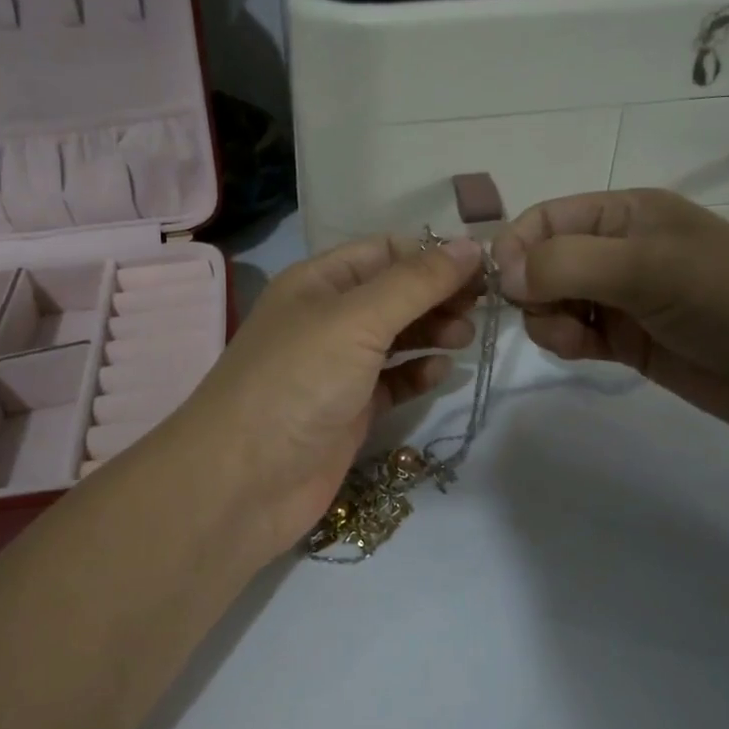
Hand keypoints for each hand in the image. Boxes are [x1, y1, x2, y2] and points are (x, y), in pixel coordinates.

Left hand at [161, 236, 484, 561]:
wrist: (244, 481)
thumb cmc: (297, 381)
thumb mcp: (357, 319)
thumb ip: (416, 283)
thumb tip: (470, 247)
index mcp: (320, 282)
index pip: (385, 251)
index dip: (432, 254)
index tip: (483, 267)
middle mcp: (327, 319)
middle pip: (395, 294)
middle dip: (438, 294)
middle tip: (484, 305)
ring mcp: (338, 367)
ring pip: (397, 337)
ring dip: (433, 331)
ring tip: (466, 336)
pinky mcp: (349, 411)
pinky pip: (393, 382)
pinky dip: (418, 374)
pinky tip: (442, 372)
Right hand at [491, 191, 728, 472]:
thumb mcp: (648, 269)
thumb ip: (569, 264)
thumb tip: (506, 276)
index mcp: (625, 213)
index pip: (545, 217)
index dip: (516, 246)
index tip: (507, 287)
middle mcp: (616, 249)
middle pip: (541, 260)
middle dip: (532, 289)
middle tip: (551, 315)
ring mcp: (620, 296)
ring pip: (550, 300)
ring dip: (547, 319)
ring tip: (576, 339)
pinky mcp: (624, 338)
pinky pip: (571, 332)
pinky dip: (565, 341)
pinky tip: (584, 351)